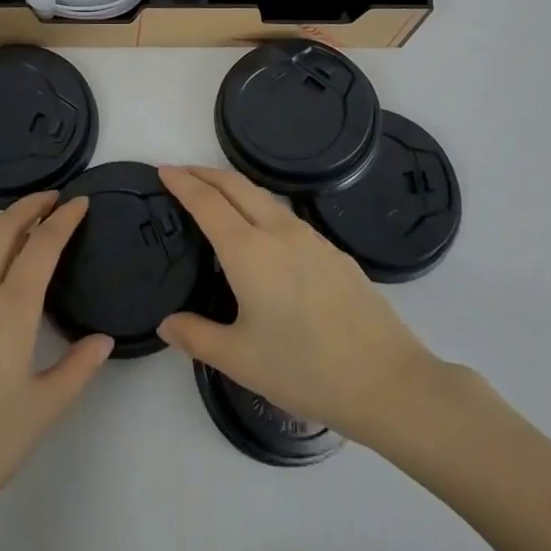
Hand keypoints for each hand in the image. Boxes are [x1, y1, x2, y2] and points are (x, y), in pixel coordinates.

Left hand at [0, 193, 113, 534]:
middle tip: (53, 200)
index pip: (42, 245)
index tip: (81, 202)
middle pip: (3, 228)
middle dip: (31, 205)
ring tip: (16, 235)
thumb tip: (103, 339)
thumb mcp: (43, 411)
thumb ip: (78, 369)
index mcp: (10, 309)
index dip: (64, 219)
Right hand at [156, 165, 438, 440]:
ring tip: (217, 196)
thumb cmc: (305, 370)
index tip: (163, 170)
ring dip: (234, 187)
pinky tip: (263, 232)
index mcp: (249, 252)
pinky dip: (261, 207)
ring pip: (264, 197)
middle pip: (236, 186)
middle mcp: (278, 232)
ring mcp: (311, 238)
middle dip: (206, 173)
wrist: (387, 380)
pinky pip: (287, 215)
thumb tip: (166, 323)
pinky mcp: (334, 251)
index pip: (207, 203)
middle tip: (183, 173)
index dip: (182, 183)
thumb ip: (197, 337)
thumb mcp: (241, 360)